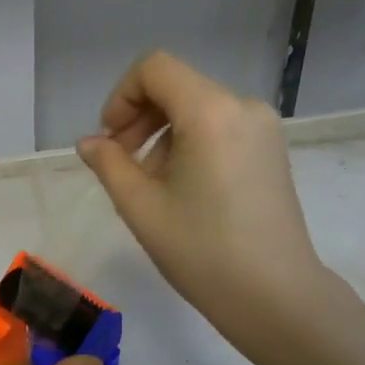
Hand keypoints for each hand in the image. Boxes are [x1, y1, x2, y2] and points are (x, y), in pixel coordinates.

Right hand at [76, 50, 327, 342]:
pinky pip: (221, 127)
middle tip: (121, 164)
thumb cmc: (202, 252)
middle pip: (177, 86)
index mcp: (210, 112)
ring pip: (198, 108)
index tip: (110, 140)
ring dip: (164, 134)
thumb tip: (89, 143)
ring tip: (153, 186)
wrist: (275, 296)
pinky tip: (184, 189)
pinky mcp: (272, 151)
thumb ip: (109, 164)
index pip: (154, 69)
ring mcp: (264, 128)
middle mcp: (243, 106)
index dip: (121, 96)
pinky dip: (192, 143)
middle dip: (140, 117)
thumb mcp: (141, 207)